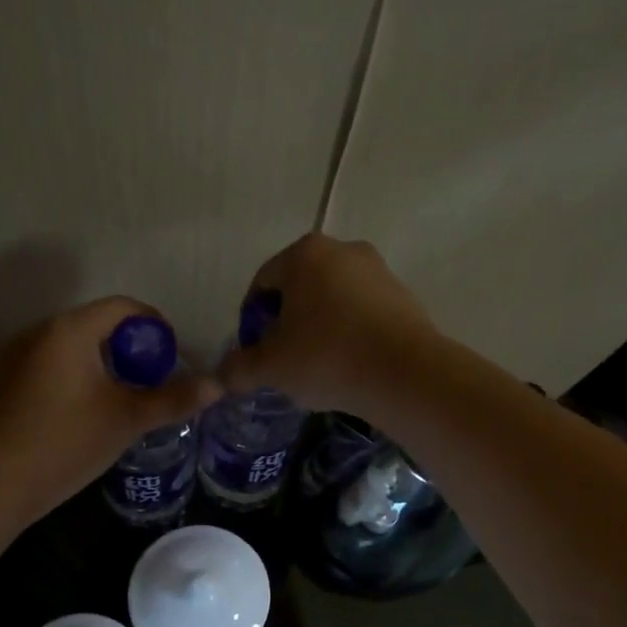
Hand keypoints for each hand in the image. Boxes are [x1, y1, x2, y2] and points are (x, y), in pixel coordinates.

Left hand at [0, 297, 221, 519]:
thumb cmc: (65, 443)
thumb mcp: (126, 420)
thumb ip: (172, 399)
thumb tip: (217, 386)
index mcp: (69, 330)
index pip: (123, 307)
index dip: (155, 326)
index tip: (173, 357)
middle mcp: (40, 332)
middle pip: (98, 325)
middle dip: (132, 349)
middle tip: (155, 382)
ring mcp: (18, 357)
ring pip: (75, 347)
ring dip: (106, 364)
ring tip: (127, 399)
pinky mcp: (7, 382)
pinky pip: (54, 365)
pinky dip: (80, 377)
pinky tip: (89, 412)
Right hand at [219, 235, 436, 413]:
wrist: (404, 374)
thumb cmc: (326, 357)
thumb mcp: (270, 367)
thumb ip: (238, 368)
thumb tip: (221, 376)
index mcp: (303, 254)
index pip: (261, 284)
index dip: (251, 321)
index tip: (255, 353)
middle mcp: (342, 250)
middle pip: (299, 289)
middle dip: (286, 322)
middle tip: (283, 361)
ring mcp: (378, 271)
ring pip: (332, 300)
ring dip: (319, 328)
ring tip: (317, 367)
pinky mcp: (403, 296)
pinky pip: (362, 313)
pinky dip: (349, 333)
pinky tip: (349, 365)